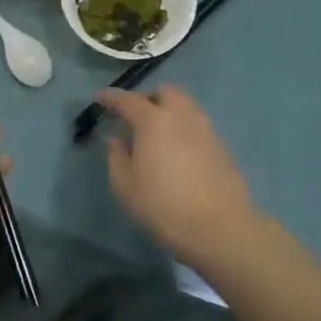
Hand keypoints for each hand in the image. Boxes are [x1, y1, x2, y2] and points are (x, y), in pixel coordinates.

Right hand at [96, 85, 258, 268]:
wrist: (219, 228)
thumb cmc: (163, 206)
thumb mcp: (125, 187)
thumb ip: (116, 157)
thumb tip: (117, 139)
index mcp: (153, 121)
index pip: (127, 99)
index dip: (110, 97)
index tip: (98, 97)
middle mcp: (181, 116)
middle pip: (164, 92)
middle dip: (147, 98)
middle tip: (134, 117)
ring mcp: (205, 129)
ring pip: (185, 106)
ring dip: (168, 111)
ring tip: (157, 135)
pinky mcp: (221, 146)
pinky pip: (197, 125)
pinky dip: (183, 129)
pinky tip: (177, 152)